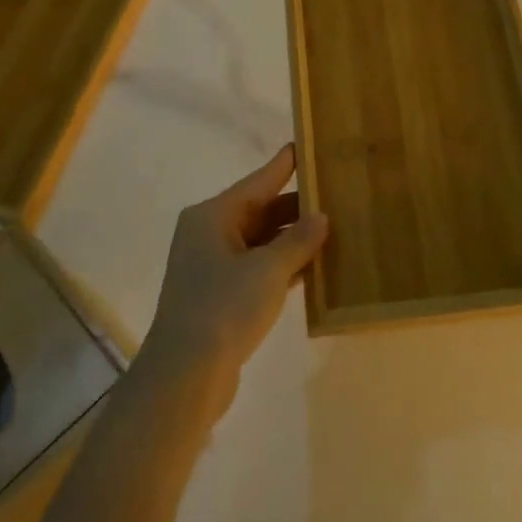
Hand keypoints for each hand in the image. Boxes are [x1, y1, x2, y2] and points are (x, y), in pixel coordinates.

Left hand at [139, 145, 327, 407]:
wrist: (185, 376)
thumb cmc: (224, 307)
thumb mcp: (269, 269)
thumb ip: (298, 240)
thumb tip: (320, 216)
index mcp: (213, 215)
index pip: (259, 181)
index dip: (285, 165)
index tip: (306, 145)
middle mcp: (209, 234)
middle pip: (260, 210)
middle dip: (297, 207)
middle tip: (336, 194)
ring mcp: (212, 266)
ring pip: (261, 241)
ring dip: (293, 239)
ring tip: (334, 228)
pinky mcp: (220, 296)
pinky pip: (258, 268)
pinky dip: (283, 265)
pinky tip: (313, 267)